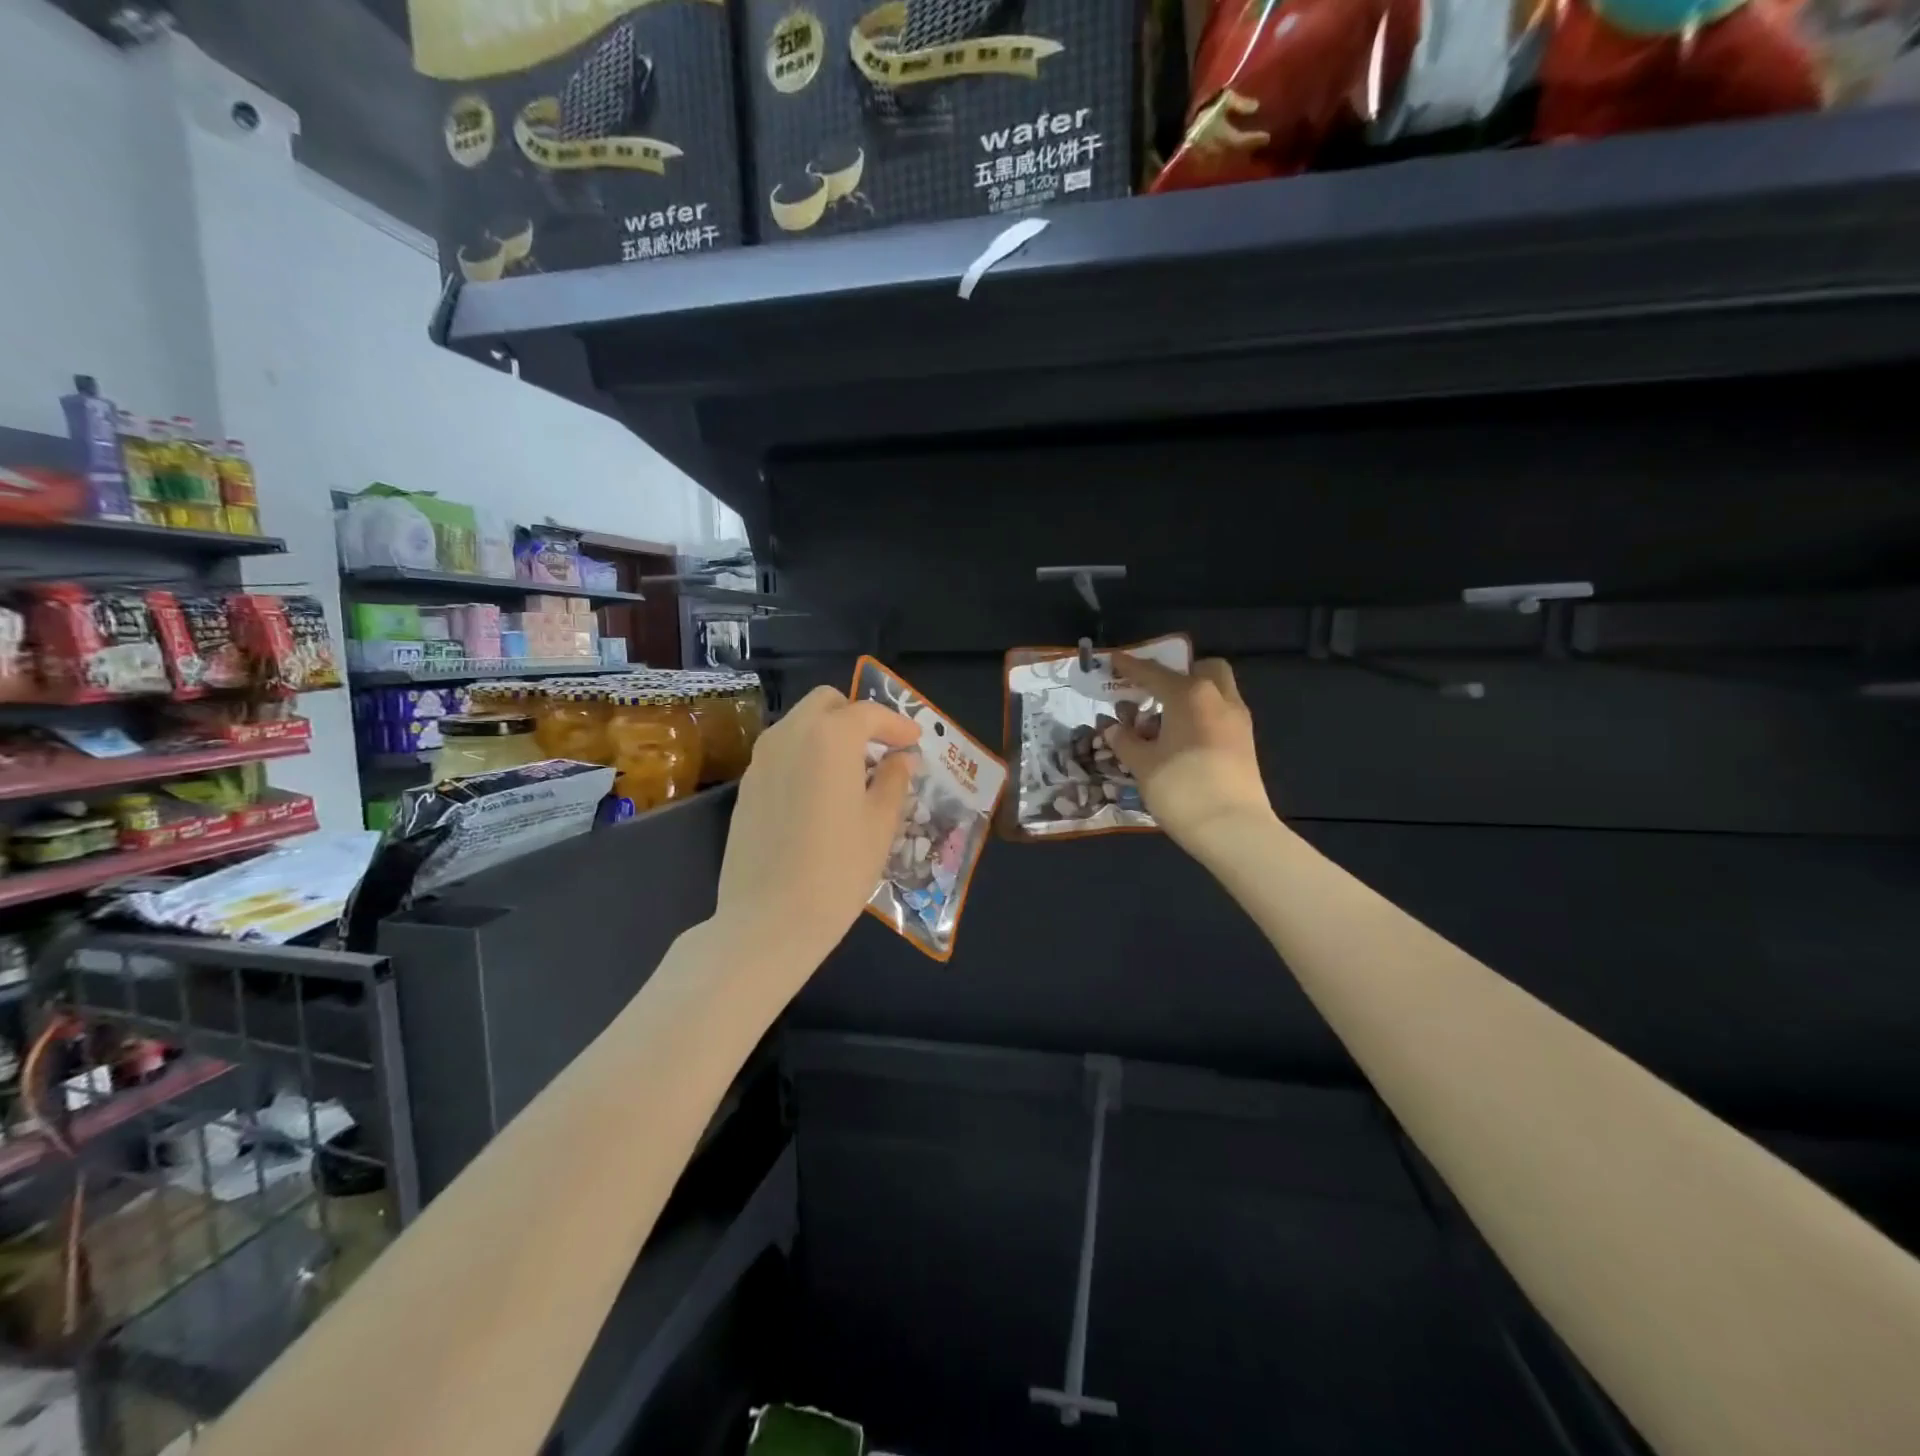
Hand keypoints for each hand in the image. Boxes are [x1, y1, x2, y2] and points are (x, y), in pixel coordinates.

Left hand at [713, 685, 919, 984]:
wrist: (768, 920)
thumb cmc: (838, 870)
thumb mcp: (880, 824)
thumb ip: (894, 780)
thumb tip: (902, 758)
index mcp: (830, 737)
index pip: (869, 713)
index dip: (897, 725)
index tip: (915, 742)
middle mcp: (790, 735)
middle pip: (826, 703)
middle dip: (857, 717)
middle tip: (881, 749)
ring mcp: (761, 759)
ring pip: (799, 724)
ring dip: (829, 734)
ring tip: (853, 772)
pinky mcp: (746, 786)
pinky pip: (781, 752)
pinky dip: (806, 756)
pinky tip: (821, 793)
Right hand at [1105, 653, 1274, 852]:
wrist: (1233, 829)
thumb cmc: (1181, 788)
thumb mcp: (1142, 765)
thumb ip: (1126, 741)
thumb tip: (1114, 728)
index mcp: (1190, 695)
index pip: (1154, 673)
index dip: (1131, 667)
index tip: (1114, 660)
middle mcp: (1219, 698)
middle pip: (1202, 670)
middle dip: (1179, 674)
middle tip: (1154, 693)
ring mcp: (1238, 721)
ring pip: (1216, 692)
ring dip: (1191, 697)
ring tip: (1163, 722)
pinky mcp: (1246, 744)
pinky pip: (1221, 715)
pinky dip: (1202, 717)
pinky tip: (1181, 741)